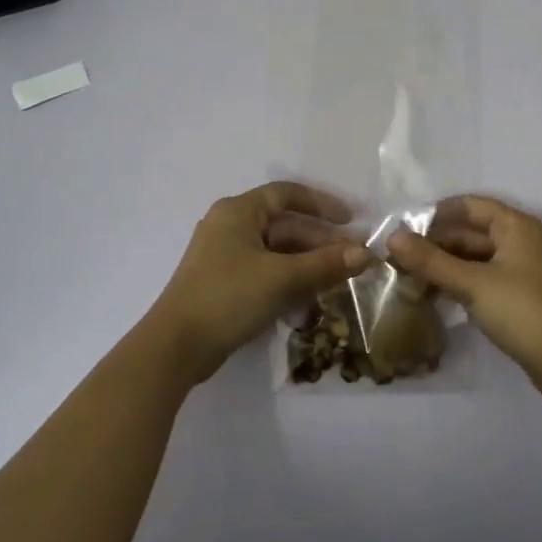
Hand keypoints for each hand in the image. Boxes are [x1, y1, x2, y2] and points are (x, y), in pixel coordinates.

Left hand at [151, 181, 369, 382]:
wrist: (176, 347)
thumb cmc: (228, 297)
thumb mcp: (282, 278)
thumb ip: (324, 264)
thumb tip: (365, 254)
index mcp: (238, 211)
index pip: (287, 194)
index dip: (321, 204)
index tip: (350, 220)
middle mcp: (229, 226)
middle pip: (284, 226)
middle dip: (320, 242)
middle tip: (353, 260)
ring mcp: (224, 256)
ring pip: (276, 251)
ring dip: (307, 264)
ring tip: (338, 280)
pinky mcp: (223, 283)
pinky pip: (264, 271)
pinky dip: (288, 279)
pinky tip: (309, 300)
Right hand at [388, 195, 541, 397]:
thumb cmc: (522, 311)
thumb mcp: (472, 283)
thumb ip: (430, 260)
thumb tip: (392, 237)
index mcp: (514, 225)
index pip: (467, 205)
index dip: (434, 215)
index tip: (403, 231)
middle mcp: (519, 240)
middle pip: (468, 232)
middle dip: (434, 246)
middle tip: (398, 261)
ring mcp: (520, 269)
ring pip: (473, 258)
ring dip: (443, 267)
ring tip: (408, 281)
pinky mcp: (518, 295)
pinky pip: (481, 278)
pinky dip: (458, 283)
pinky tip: (433, 297)